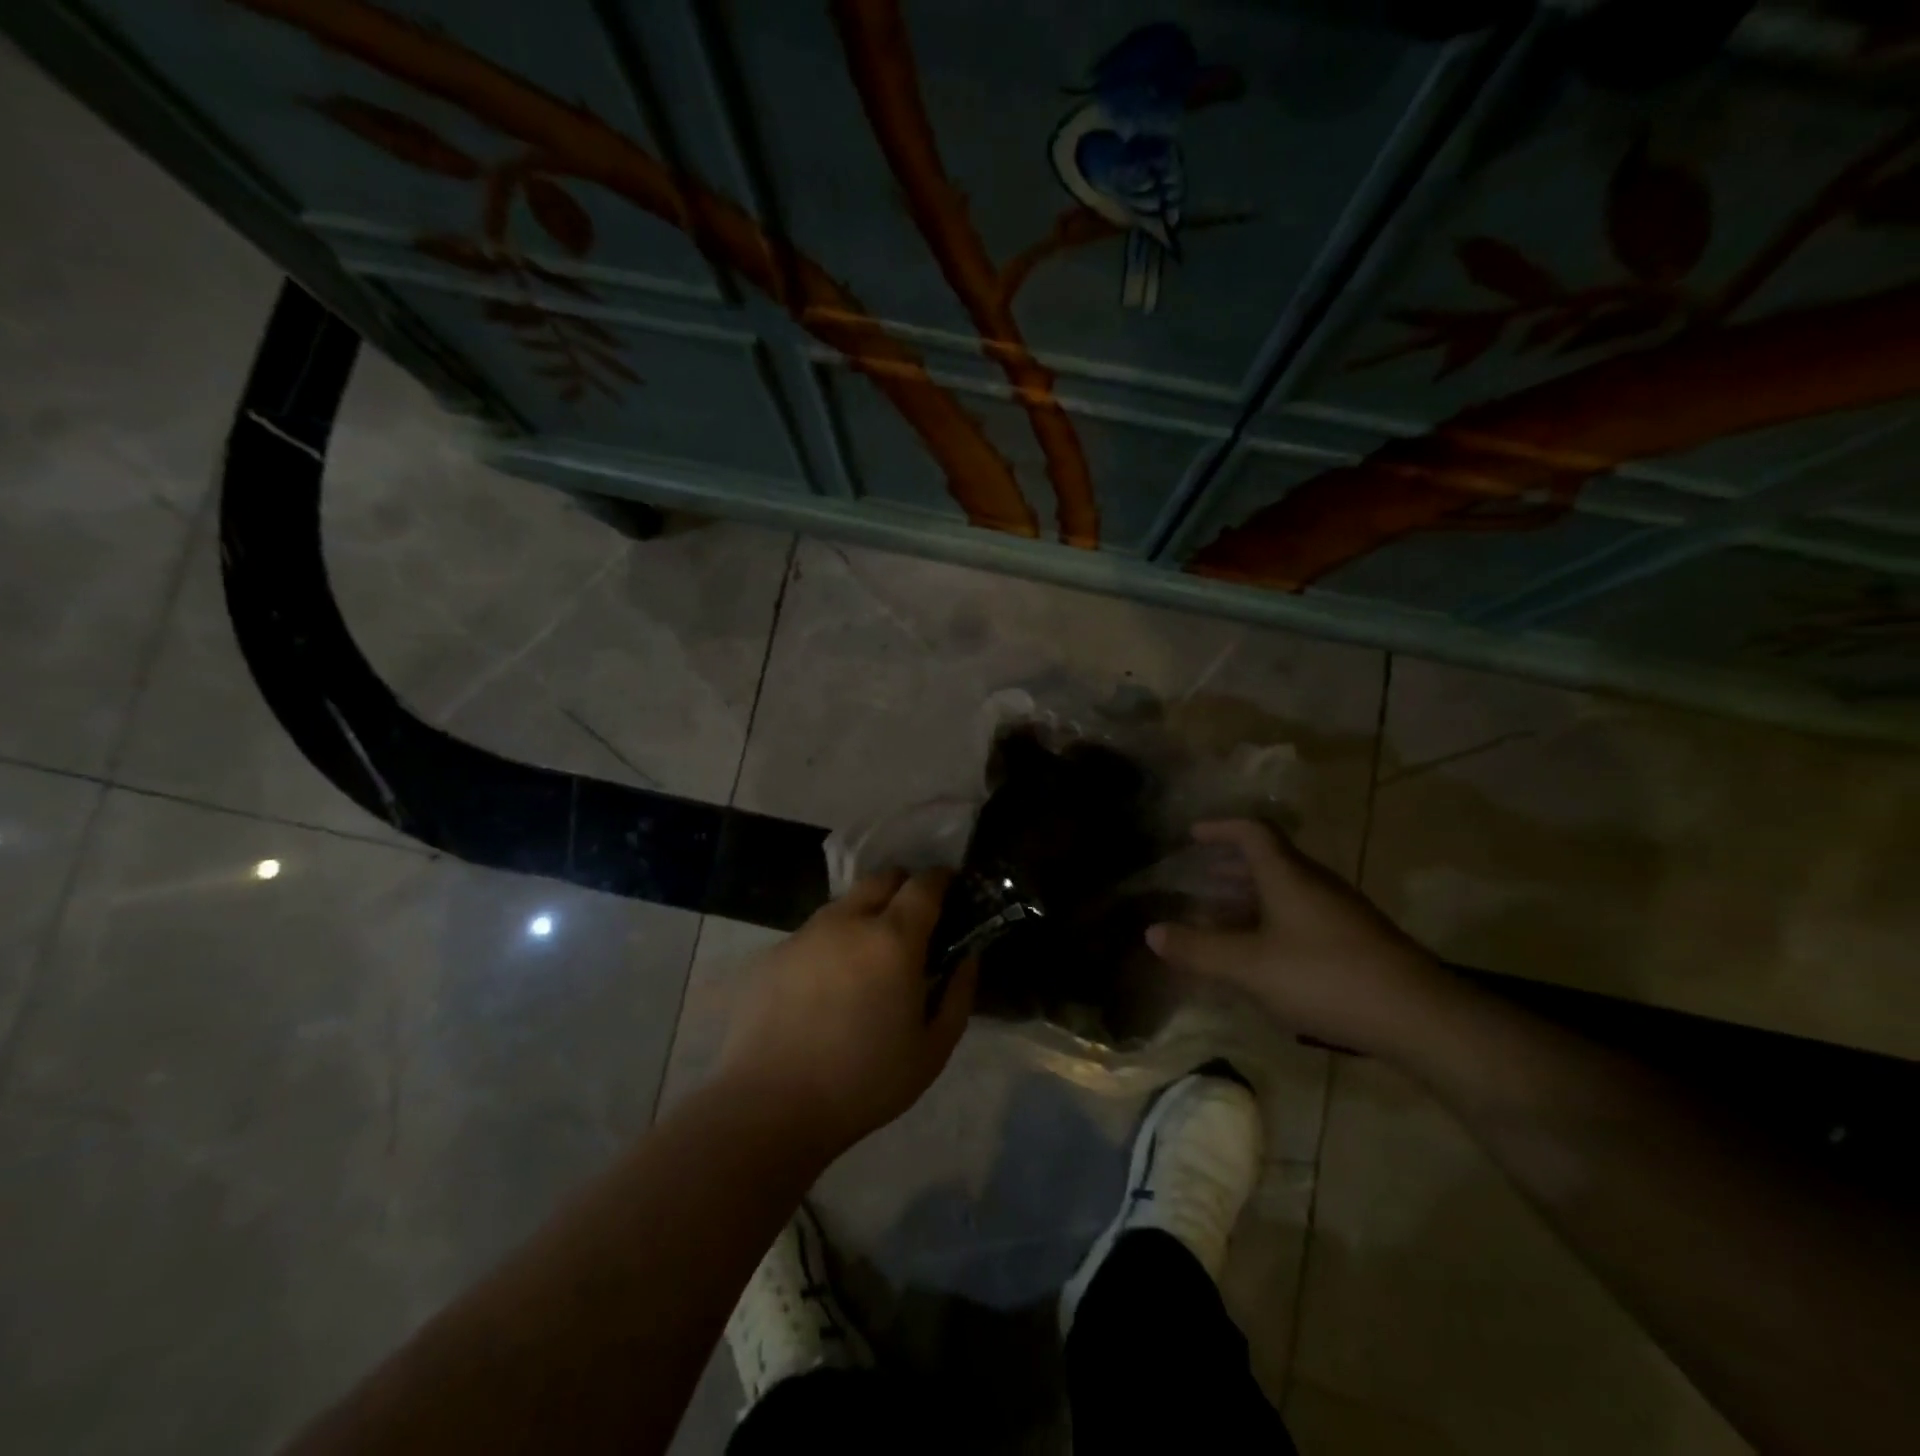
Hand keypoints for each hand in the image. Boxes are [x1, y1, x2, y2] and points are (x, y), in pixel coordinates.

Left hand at [718, 869, 975, 1155]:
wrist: (768, 1106)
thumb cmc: (864, 1082)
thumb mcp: (932, 1049)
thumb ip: (959, 994)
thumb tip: (967, 956)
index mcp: (893, 939)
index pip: (924, 883)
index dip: (942, 879)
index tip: (952, 889)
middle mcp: (848, 921)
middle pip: (882, 879)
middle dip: (904, 887)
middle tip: (914, 922)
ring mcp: (805, 933)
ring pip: (845, 904)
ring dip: (865, 915)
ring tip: (867, 959)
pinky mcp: (773, 953)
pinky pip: (813, 934)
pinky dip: (831, 944)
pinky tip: (826, 988)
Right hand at [1146, 820, 1452, 1057]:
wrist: (1420, 1017)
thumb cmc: (1325, 977)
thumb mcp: (1249, 966)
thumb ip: (1199, 949)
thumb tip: (1152, 932)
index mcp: (1288, 875)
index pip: (1252, 832)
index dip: (1220, 828)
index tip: (1192, 834)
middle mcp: (1315, 884)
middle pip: (1268, 861)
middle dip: (1229, 867)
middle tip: (1198, 879)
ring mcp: (1340, 912)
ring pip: (1286, 890)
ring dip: (1250, 897)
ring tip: (1221, 918)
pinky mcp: (1356, 941)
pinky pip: (1301, 916)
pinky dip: (1271, 922)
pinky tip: (1263, 955)